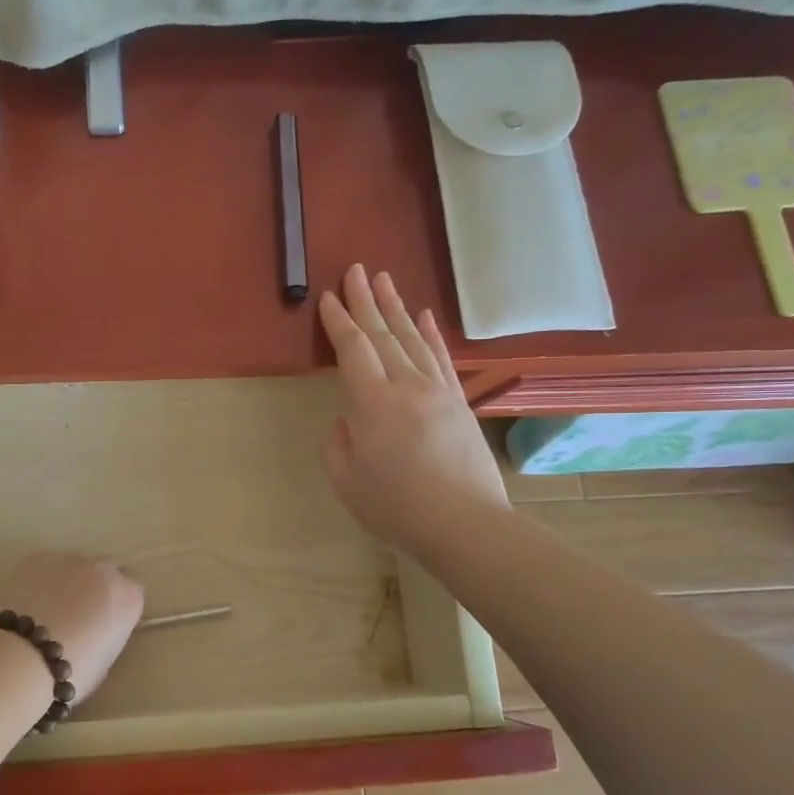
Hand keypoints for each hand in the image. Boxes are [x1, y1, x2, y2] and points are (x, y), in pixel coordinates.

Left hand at [0, 552, 144, 703]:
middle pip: (105, 573)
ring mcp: (70, 559)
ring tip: (46, 609)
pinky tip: (26, 601)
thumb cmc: (71, 672)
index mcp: (128, 597)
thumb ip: (107, 634)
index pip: (133, 593)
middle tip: (76, 615)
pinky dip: (40, 579)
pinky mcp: (37, 557)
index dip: (117, 608)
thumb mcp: (105, 661)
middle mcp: (104, 570)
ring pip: (74, 567)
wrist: (22, 658)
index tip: (105, 624)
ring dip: (67, 582)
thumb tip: (95, 629)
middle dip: (95, 588)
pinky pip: (45, 566)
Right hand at [318, 264, 509, 555]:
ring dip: (396, 307)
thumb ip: (337, 444)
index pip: (353, 349)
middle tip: (355, 269)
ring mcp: (438, 391)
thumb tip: (348, 420)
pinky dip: (432, 334)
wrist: (465, 525)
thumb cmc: (396, 507)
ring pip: (413, 339)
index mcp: (373, 403)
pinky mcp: (459, 402)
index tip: (328, 297)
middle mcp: (407, 386)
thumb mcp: (346, 481)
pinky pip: (442, 358)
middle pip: (383, 334)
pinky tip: (425, 315)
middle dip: (365, 301)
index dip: (338, 322)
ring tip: (383, 279)